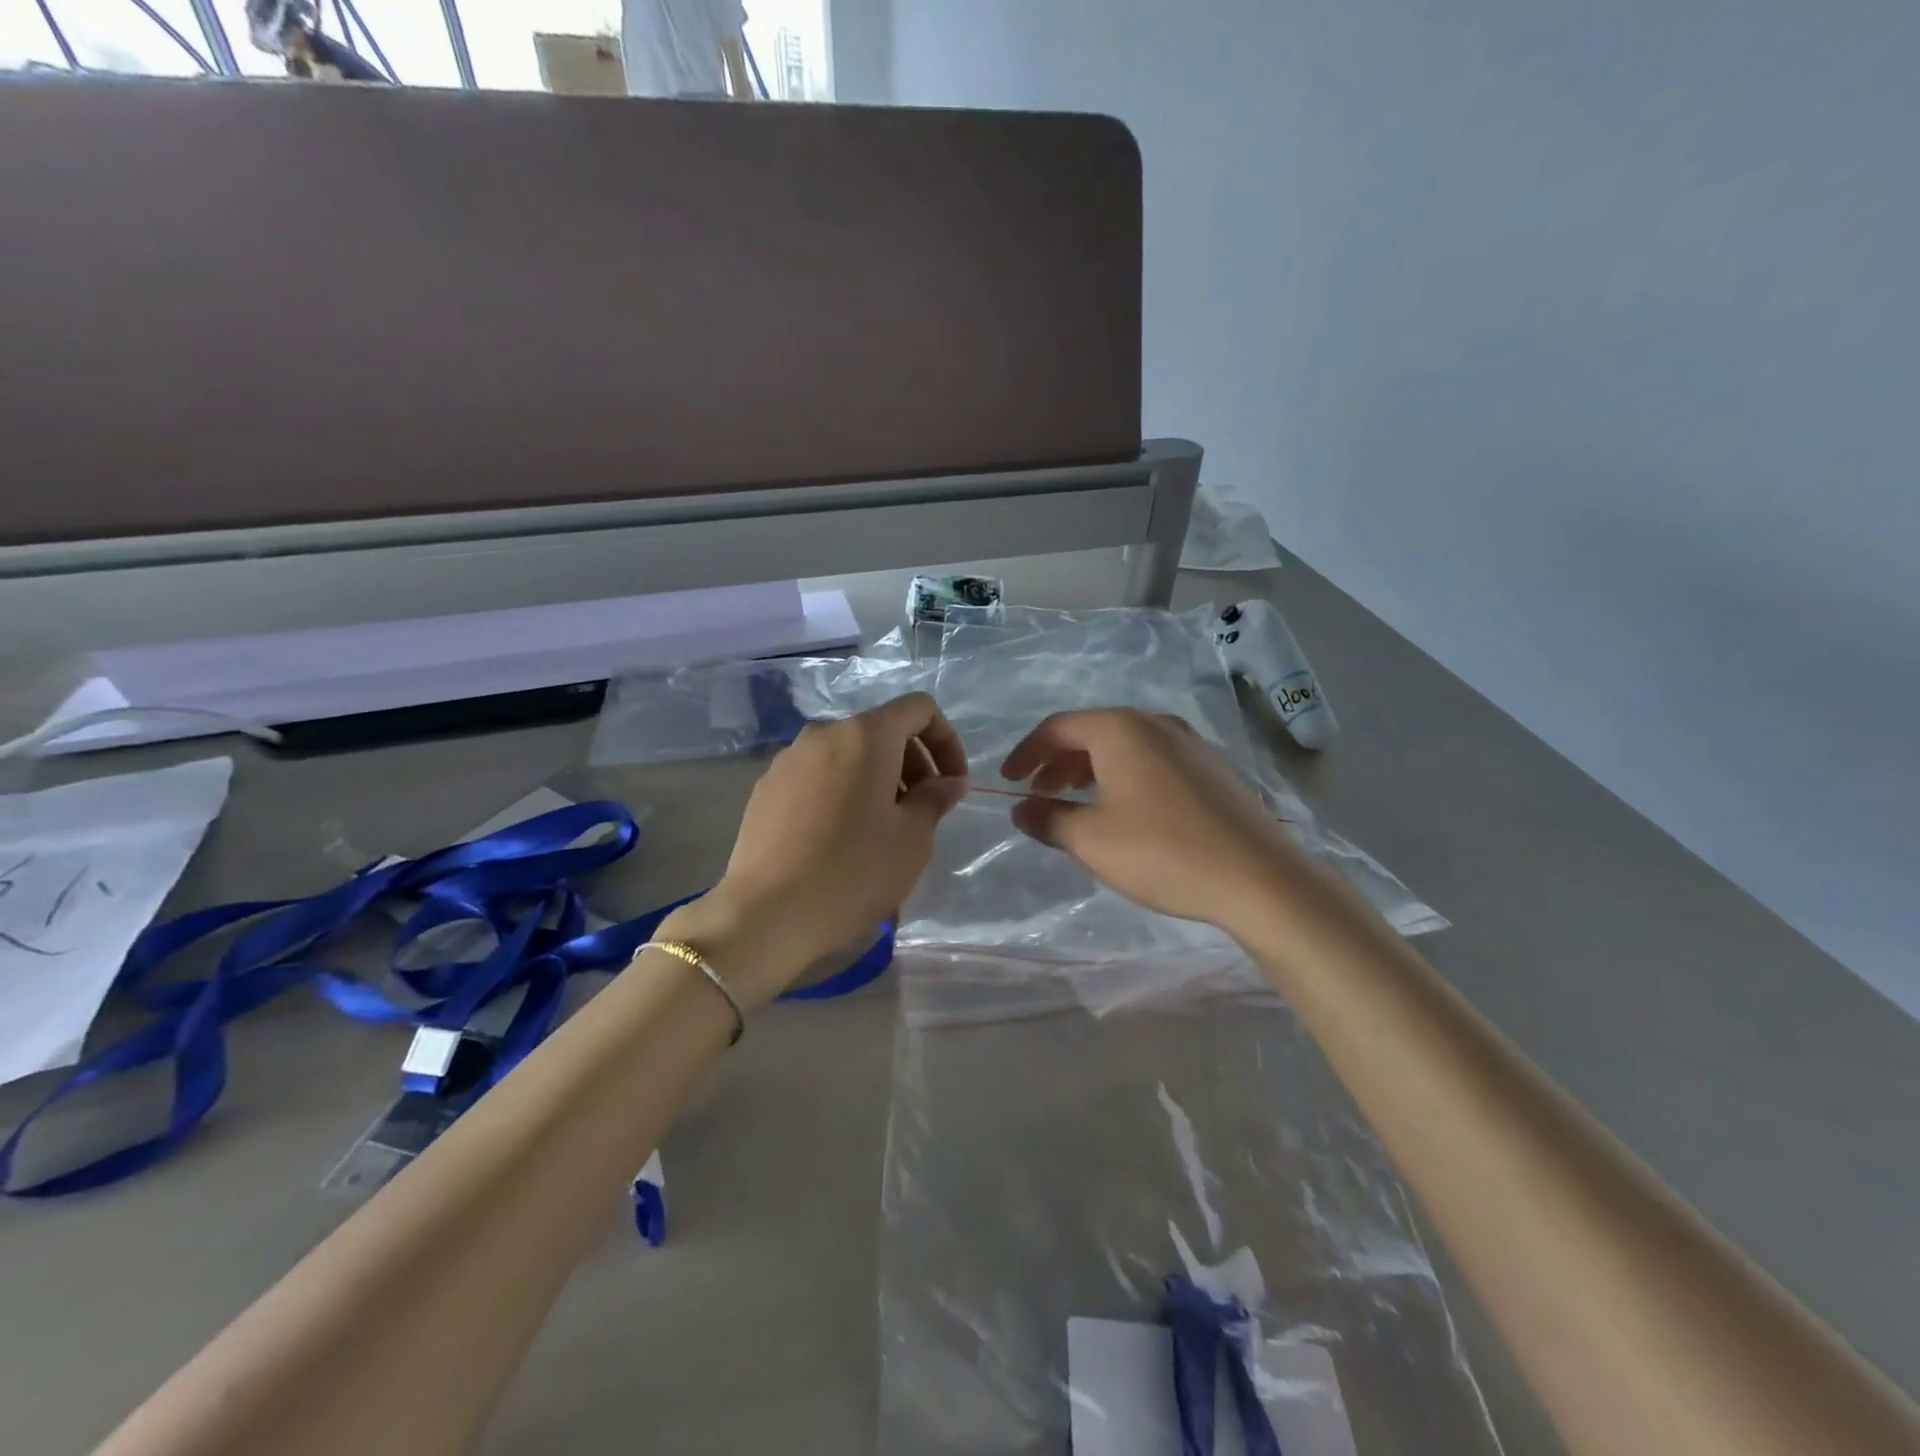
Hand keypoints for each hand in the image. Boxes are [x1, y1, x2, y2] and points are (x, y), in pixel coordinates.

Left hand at [663, 693, 968, 1003]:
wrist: (766, 914)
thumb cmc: (854, 871)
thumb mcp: (912, 838)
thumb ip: (935, 799)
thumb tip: (948, 782)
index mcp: (865, 735)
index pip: (919, 709)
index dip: (946, 741)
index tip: (951, 785)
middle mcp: (824, 734)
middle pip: (882, 731)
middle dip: (913, 764)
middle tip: (921, 813)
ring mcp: (788, 760)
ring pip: (848, 755)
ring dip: (877, 781)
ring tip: (882, 831)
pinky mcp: (766, 788)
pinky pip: (818, 776)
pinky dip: (842, 793)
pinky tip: (840, 840)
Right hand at [999, 709, 1305, 933]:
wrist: (1260, 878)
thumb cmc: (1163, 852)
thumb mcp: (1092, 839)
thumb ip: (1048, 819)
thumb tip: (1022, 809)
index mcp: (1121, 730)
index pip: (1058, 727)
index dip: (1026, 753)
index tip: (1008, 781)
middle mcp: (1156, 724)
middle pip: (1092, 733)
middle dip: (1058, 763)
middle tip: (1038, 795)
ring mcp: (1190, 744)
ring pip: (1124, 747)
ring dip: (1090, 771)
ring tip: (1076, 805)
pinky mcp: (1212, 769)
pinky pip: (1152, 761)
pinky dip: (1124, 778)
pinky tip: (1125, 813)